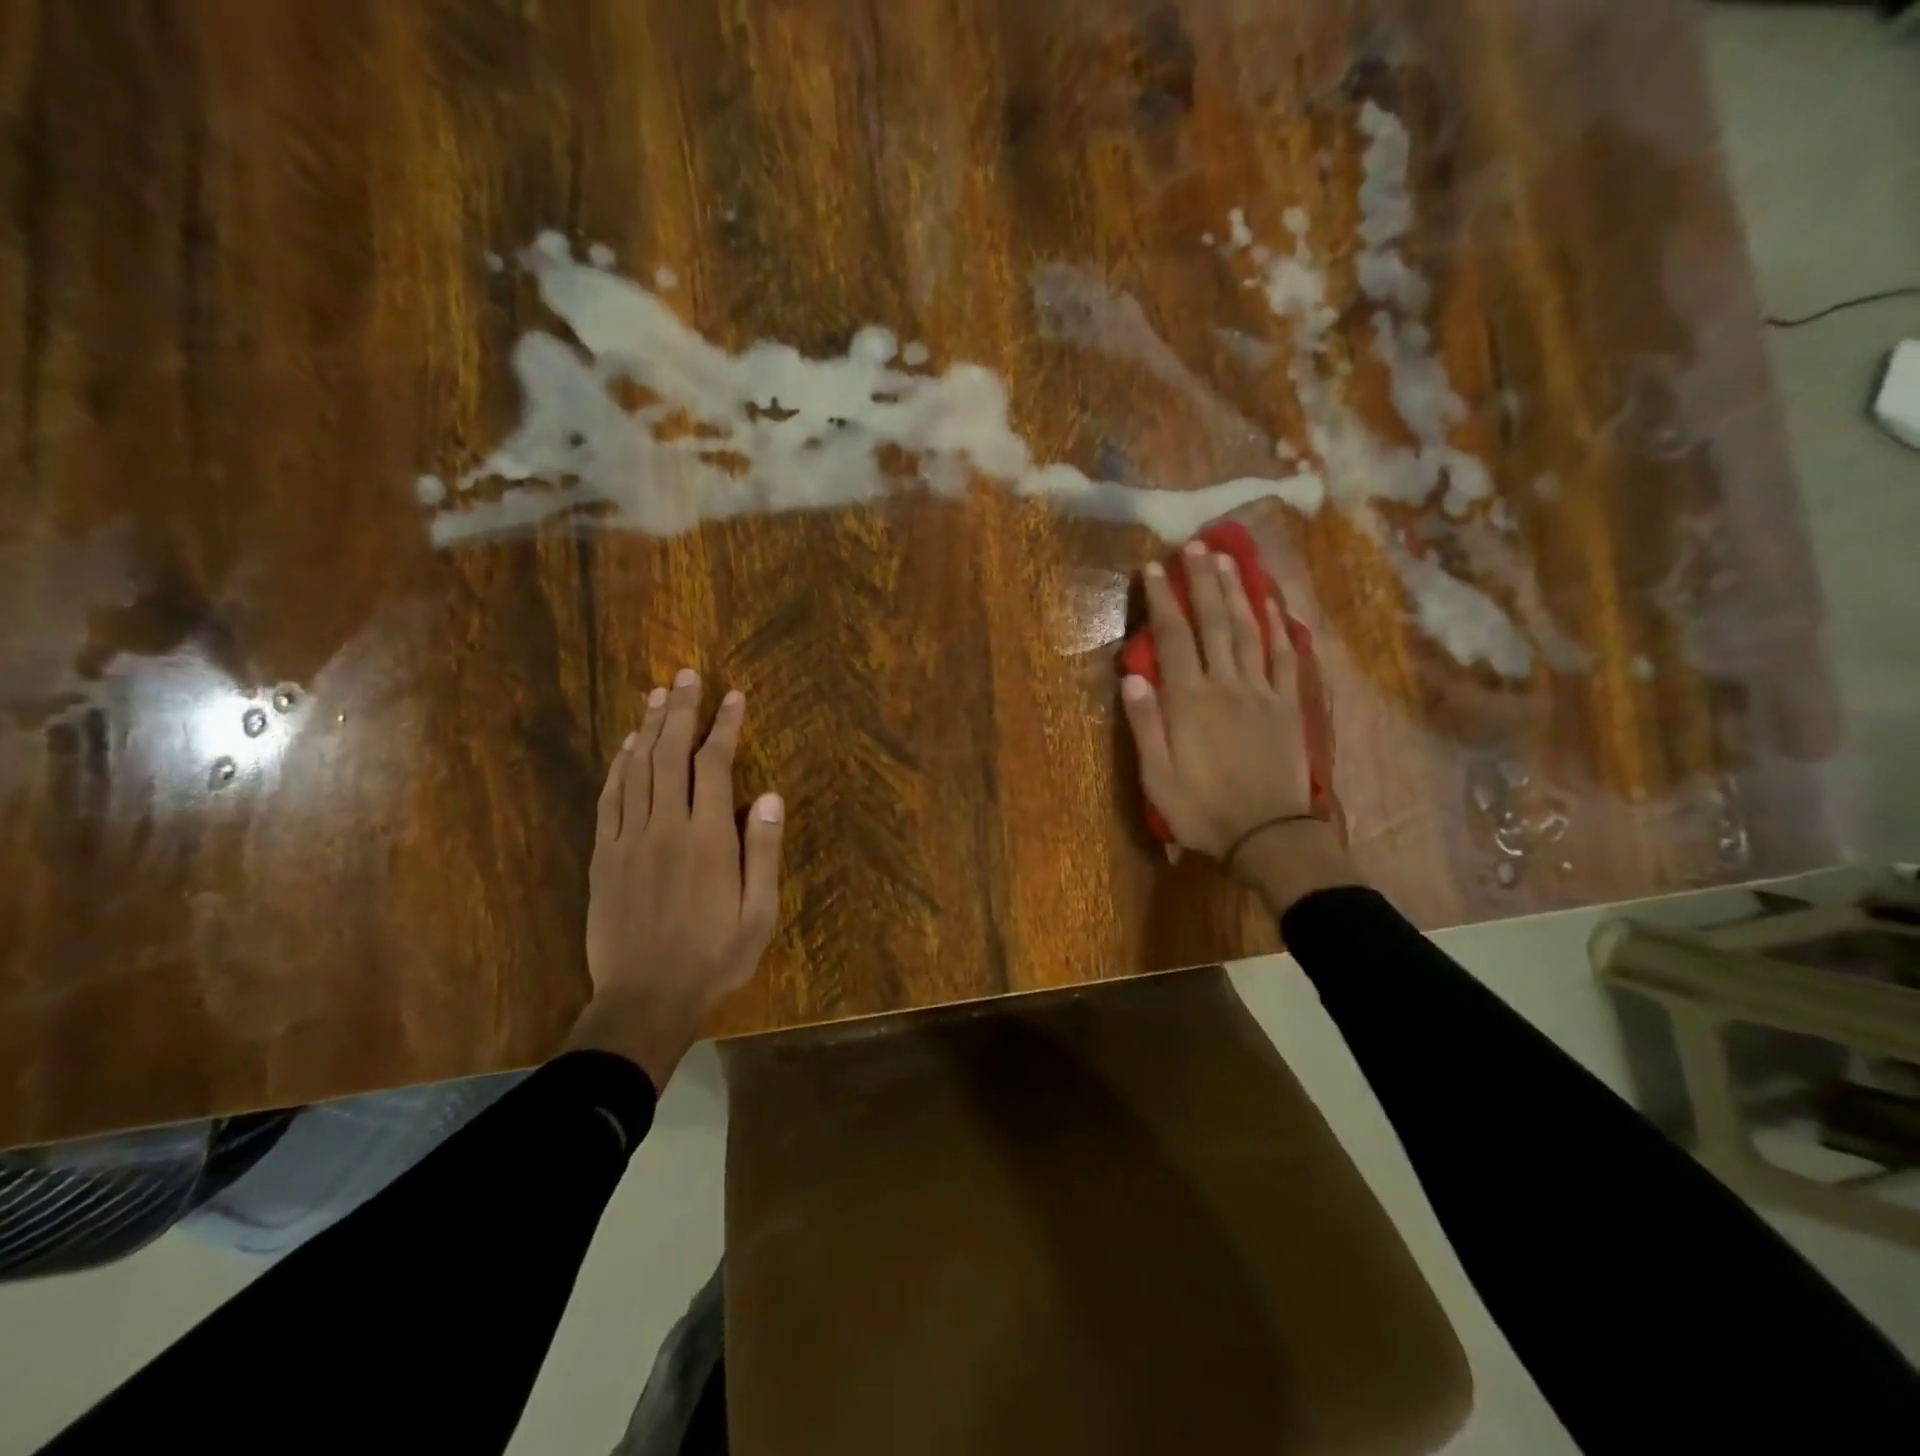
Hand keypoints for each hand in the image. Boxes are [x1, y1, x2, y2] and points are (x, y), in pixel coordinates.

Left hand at [568, 669, 784, 1089]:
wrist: (644, 1000)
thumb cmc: (714, 958)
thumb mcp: (758, 913)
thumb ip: (763, 852)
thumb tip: (770, 796)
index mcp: (707, 838)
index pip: (715, 764)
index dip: (724, 726)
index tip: (733, 697)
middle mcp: (665, 826)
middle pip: (671, 754)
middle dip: (681, 711)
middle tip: (688, 675)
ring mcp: (628, 839)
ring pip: (636, 768)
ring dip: (648, 728)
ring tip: (658, 694)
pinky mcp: (603, 856)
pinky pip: (609, 798)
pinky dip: (618, 766)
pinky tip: (626, 746)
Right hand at [1120, 540, 1356, 911]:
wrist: (1268, 835)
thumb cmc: (1202, 809)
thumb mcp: (1157, 777)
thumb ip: (1146, 724)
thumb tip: (1132, 675)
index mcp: (1189, 700)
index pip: (1173, 637)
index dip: (1163, 599)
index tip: (1155, 567)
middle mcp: (1226, 684)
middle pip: (1214, 622)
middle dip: (1203, 581)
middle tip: (1196, 545)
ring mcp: (1262, 692)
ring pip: (1250, 630)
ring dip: (1239, 592)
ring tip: (1230, 559)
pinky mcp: (1288, 705)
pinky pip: (1286, 657)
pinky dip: (1281, 627)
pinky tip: (1274, 604)